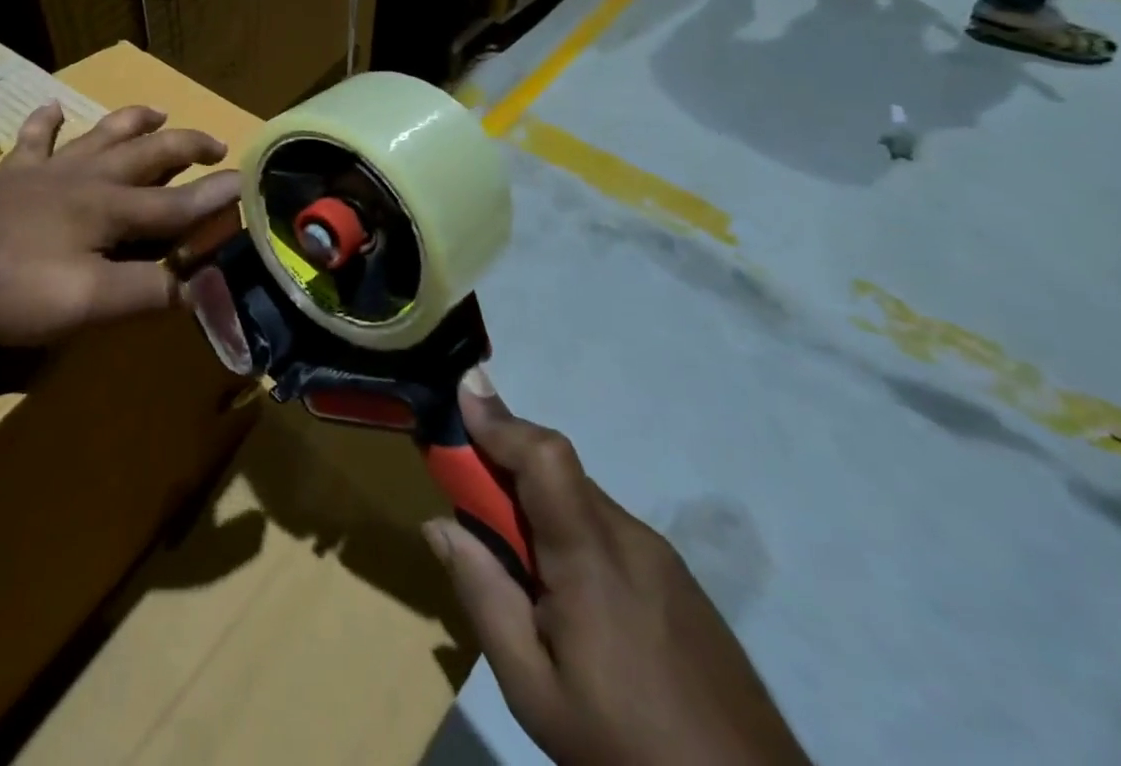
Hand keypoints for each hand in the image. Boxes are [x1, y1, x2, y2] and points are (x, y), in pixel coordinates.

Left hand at [0, 102, 241, 347]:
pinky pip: (34, 140)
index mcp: (108, 208)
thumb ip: (146, 293)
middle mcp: (84, 179)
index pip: (177, 204)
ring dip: (132, 122)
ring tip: (155, 112)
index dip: (216, 198)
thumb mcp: (86, 304)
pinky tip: (53, 108)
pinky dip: (47, 122)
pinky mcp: (7, 176)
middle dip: (185, 147)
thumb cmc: (8, 291)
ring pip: (99, 135)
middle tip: (214, 143)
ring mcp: (43, 172)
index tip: (249, 182)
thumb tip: (199, 286)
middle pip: (146, 155)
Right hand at [423, 381, 808, 765]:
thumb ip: (484, 596)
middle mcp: (630, 539)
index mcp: (592, 557)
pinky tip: (567, 596)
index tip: (461, 391)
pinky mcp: (682, 585)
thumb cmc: (629, 751)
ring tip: (517, 566)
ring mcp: (664, 560)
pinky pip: (608, 531)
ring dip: (537, 504)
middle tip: (465, 501)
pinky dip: (570, 532)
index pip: (545, 456)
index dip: (501, 420)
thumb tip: (438, 524)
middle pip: (556, 472)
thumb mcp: (534, 689)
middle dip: (503, 466)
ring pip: (581, 501)